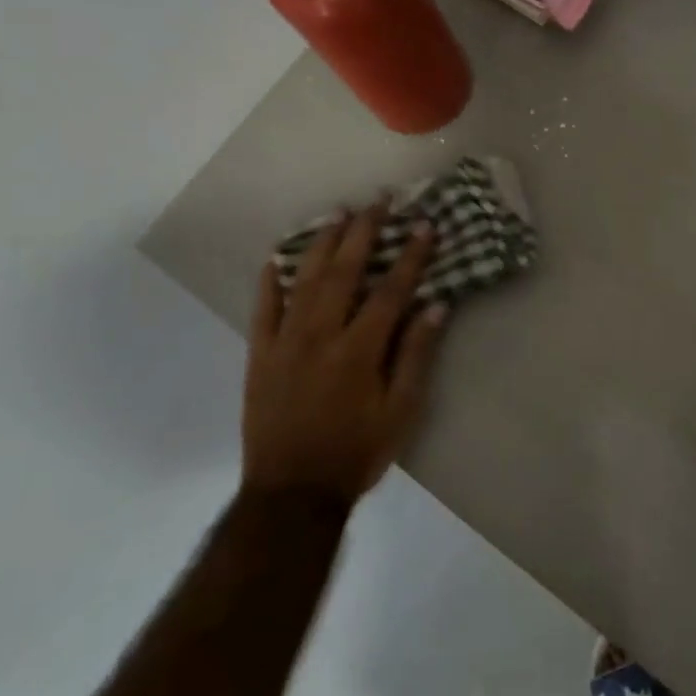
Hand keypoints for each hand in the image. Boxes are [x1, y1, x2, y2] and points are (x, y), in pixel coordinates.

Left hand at [241, 201, 448, 504]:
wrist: (291, 494)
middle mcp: (320, 335)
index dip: (410, 255)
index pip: (390, 290)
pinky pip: (262, 309)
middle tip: (379, 201)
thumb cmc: (356, 453)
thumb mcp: (401, 412)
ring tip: (337, 214)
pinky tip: (276, 258)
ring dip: (321, 243)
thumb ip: (416, 356)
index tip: (424, 225)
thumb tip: (436, 306)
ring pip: (303, 280)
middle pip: (344, 271)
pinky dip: (270, 281)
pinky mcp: (259, 355)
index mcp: (359, 350)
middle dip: (364, 232)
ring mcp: (284, 342)